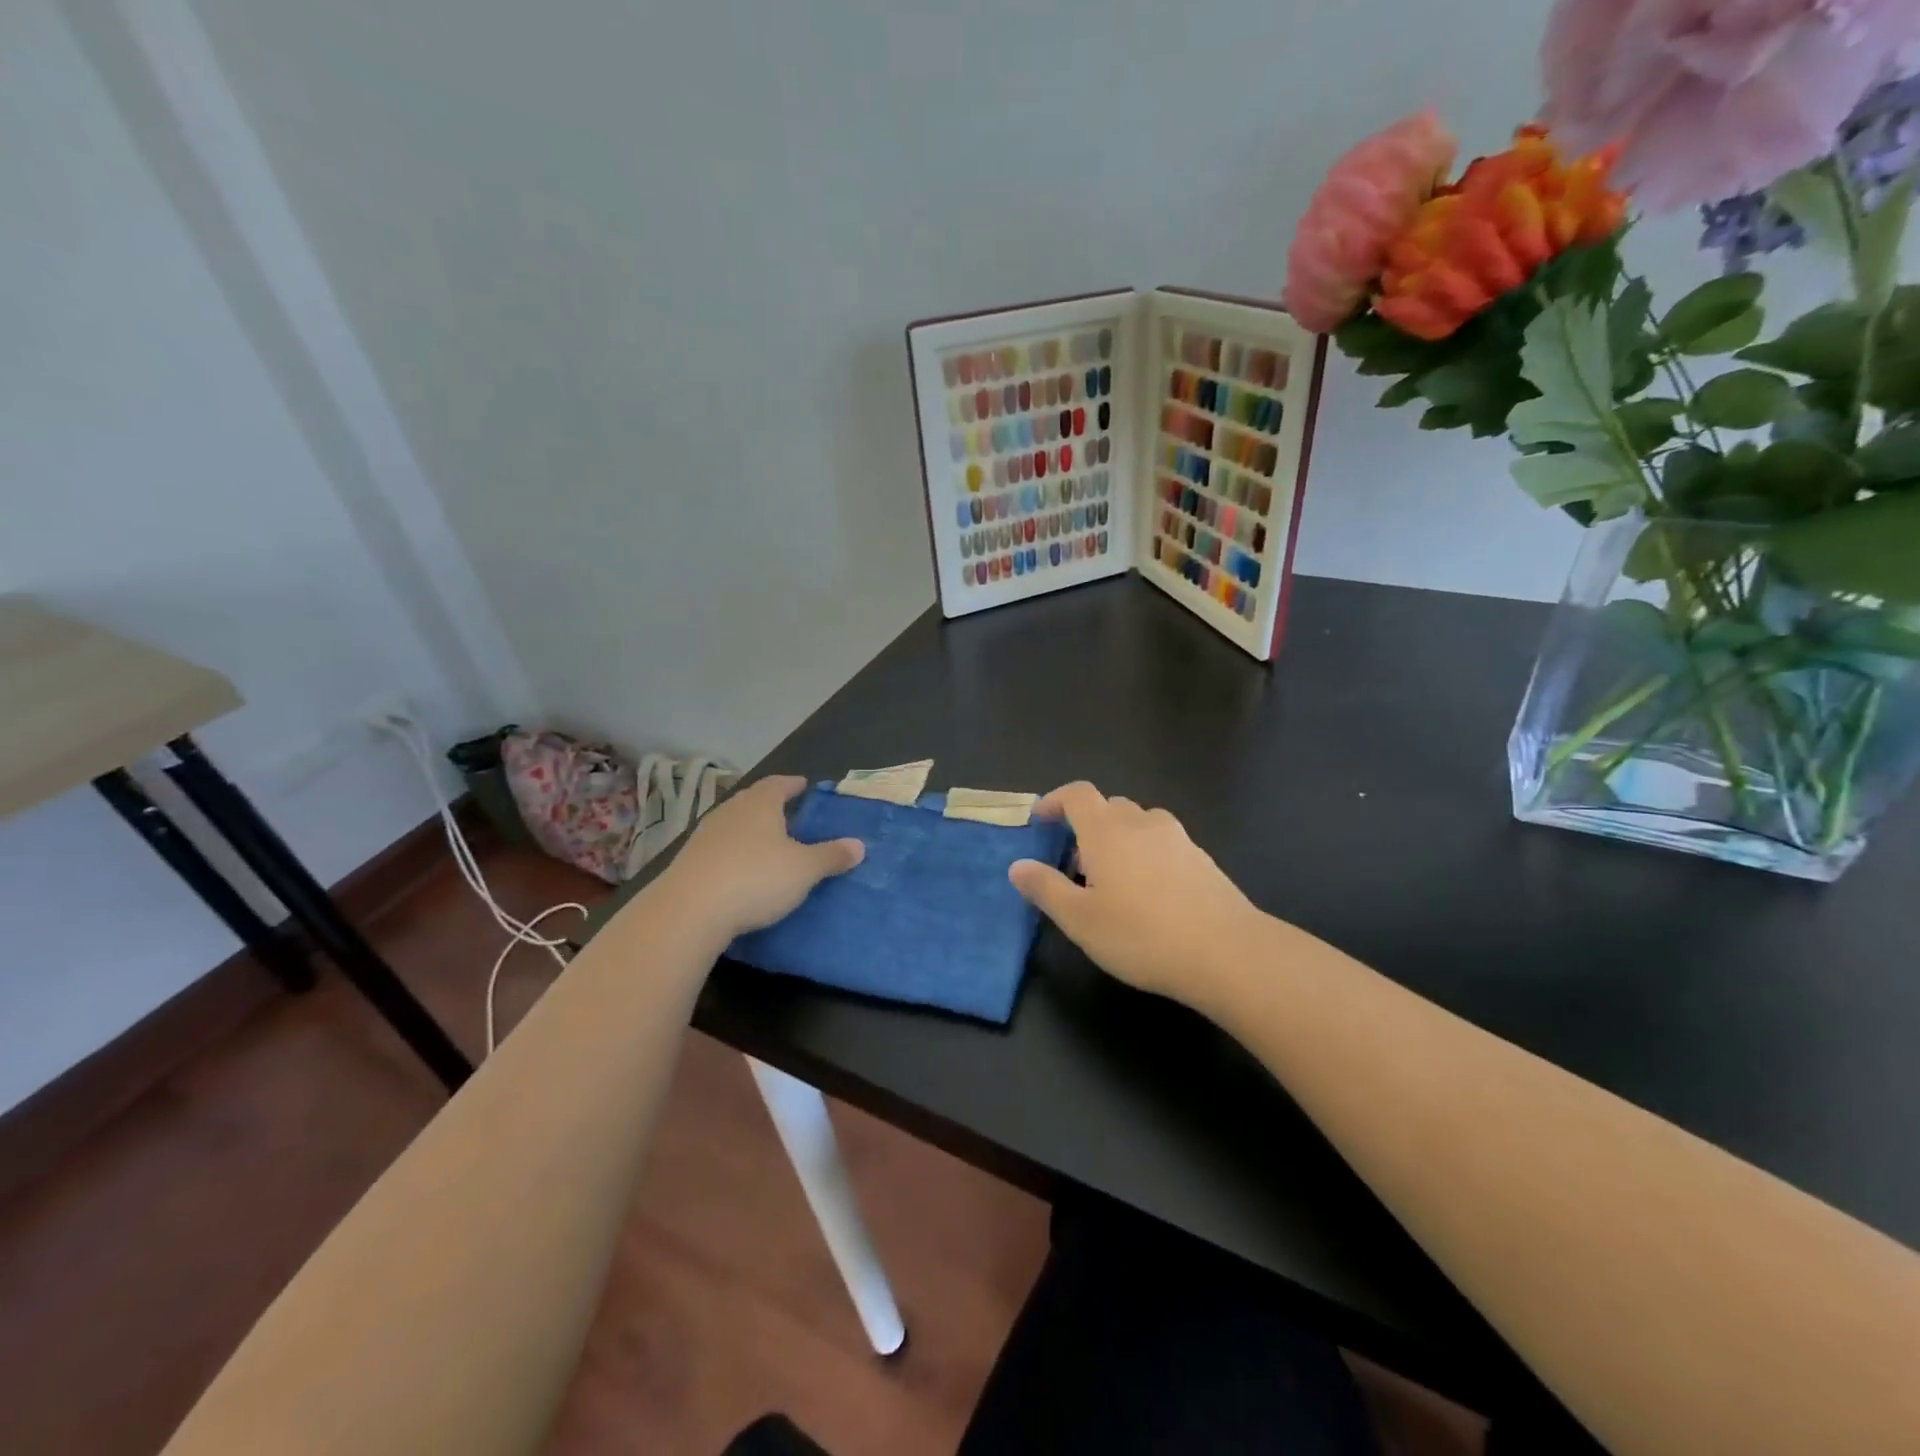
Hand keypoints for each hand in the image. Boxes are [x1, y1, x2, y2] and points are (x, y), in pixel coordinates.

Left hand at [656, 776, 862, 938]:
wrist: (689, 911)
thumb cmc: (756, 878)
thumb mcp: (804, 869)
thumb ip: (831, 856)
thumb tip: (859, 845)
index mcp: (760, 804)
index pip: (779, 784)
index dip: (793, 784)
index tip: (804, 786)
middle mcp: (730, 811)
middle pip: (753, 801)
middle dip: (771, 806)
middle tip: (790, 815)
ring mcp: (705, 836)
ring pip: (734, 825)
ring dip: (751, 831)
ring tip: (768, 844)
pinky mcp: (689, 861)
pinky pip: (720, 849)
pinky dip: (734, 854)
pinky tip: (742, 870)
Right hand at [1009, 782, 1259, 1004]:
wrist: (1227, 952)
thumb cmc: (1141, 935)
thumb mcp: (1080, 920)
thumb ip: (1046, 888)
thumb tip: (1018, 866)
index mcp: (1107, 831)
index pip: (1077, 794)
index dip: (1055, 800)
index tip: (1040, 820)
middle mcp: (1142, 823)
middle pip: (1109, 807)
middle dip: (1086, 826)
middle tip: (1074, 866)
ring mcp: (1177, 839)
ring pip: (1139, 824)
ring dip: (1119, 840)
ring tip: (1112, 882)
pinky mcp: (1202, 860)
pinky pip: (1163, 844)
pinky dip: (1146, 855)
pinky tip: (1149, 896)